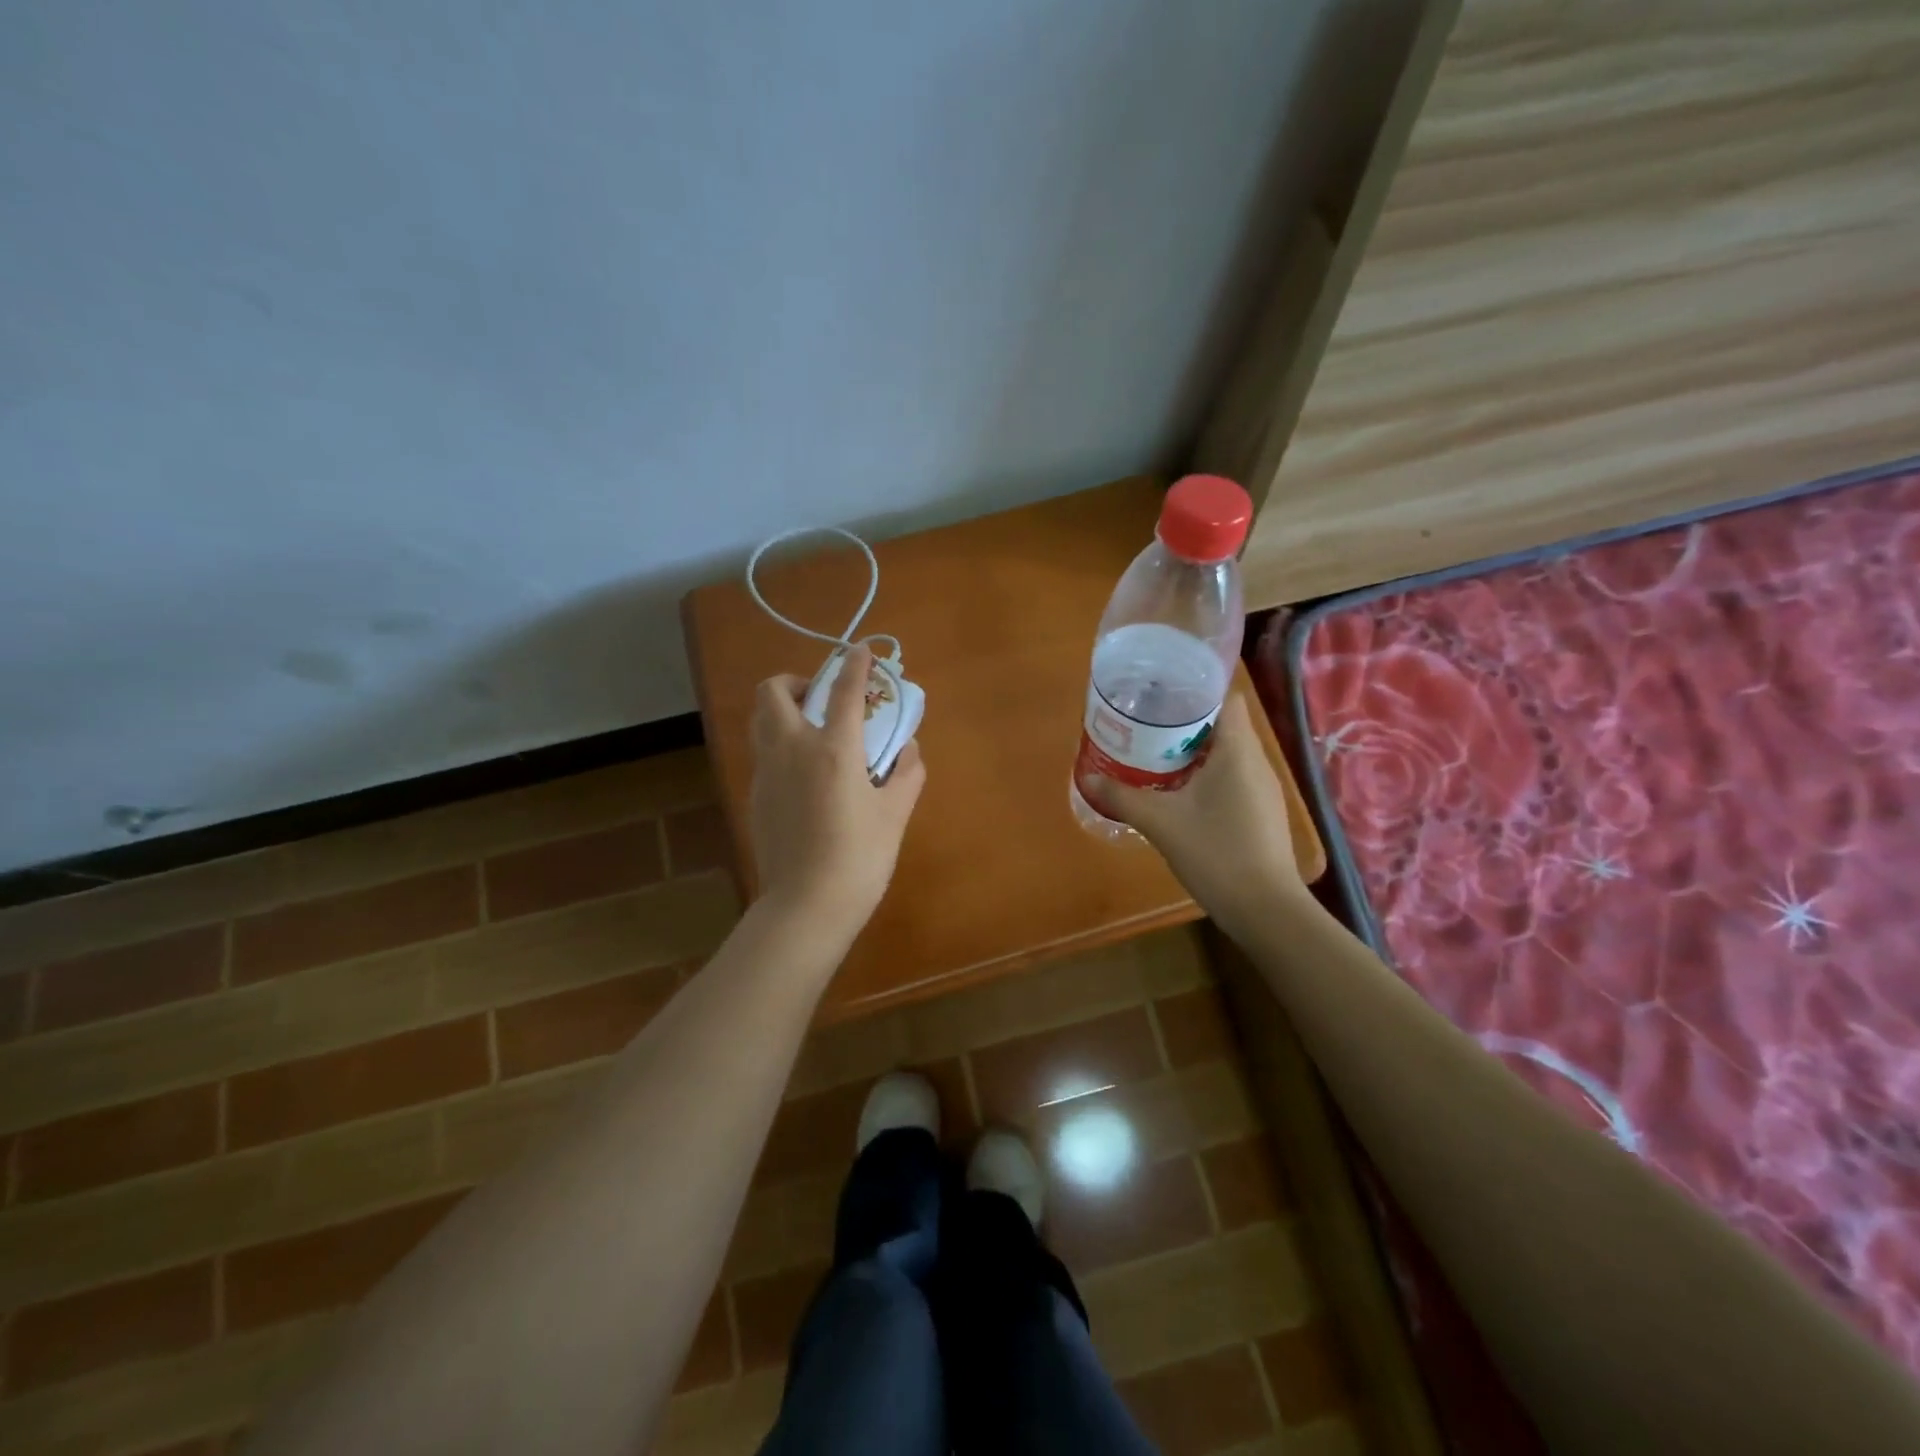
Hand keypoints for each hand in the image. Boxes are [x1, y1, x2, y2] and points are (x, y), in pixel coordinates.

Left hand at [748, 645, 926, 936]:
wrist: (806, 906)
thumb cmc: (859, 858)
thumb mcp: (894, 814)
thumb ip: (906, 773)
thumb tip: (909, 749)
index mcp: (832, 750)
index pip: (844, 692)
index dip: (855, 665)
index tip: (862, 651)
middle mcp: (791, 749)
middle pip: (772, 691)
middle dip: (795, 681)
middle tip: (822, 699)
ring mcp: (766, 773)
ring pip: (760, 720)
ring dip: (782, 710)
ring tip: (813, 730)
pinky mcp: (755, 796)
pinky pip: (763, 753)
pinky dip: (780, 744)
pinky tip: (804, 773)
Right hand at [1084, 693, 1304, 928]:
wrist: (1264, 908)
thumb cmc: (1215, 852)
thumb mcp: (1160, 822)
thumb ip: (1122, 796)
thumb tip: (1086, 778)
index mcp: (1238, 751)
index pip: (1225, 699)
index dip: (1195, 692)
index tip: (1160, 697)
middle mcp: (1256, 762)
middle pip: (1224, 725)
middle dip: (1185, 723)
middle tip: (1146, 726)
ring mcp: (1263, 789)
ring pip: (1228, 754)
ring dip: (1195, 752)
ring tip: (1156, 754)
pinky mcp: (1262, 812)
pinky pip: (1233, 778)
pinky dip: (1208, 776)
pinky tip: (1180, 792)